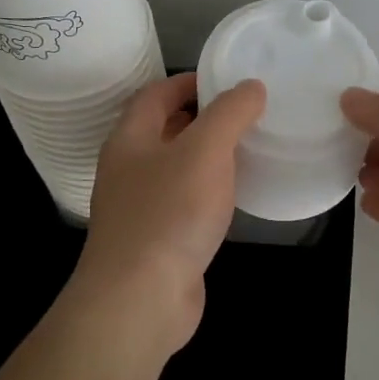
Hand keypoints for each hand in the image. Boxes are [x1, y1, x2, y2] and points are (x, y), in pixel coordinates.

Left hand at [68, 72, 266, 359]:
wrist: (140, 299)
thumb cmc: (170, 213)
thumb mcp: (205, 151)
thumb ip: (229, 114)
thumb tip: (250, 87)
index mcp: (130, 139)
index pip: (156, 94)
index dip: (189, 81)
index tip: (228, 80)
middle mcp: (128, 169)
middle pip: (163, 130)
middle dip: (201, 118)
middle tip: (246, 114)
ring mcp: (139, 207)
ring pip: (175, 168)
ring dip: (206, 156)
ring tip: (248, 150)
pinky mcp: (156, 241)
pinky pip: (184, 203)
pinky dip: (207, 192)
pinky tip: (234, 198)